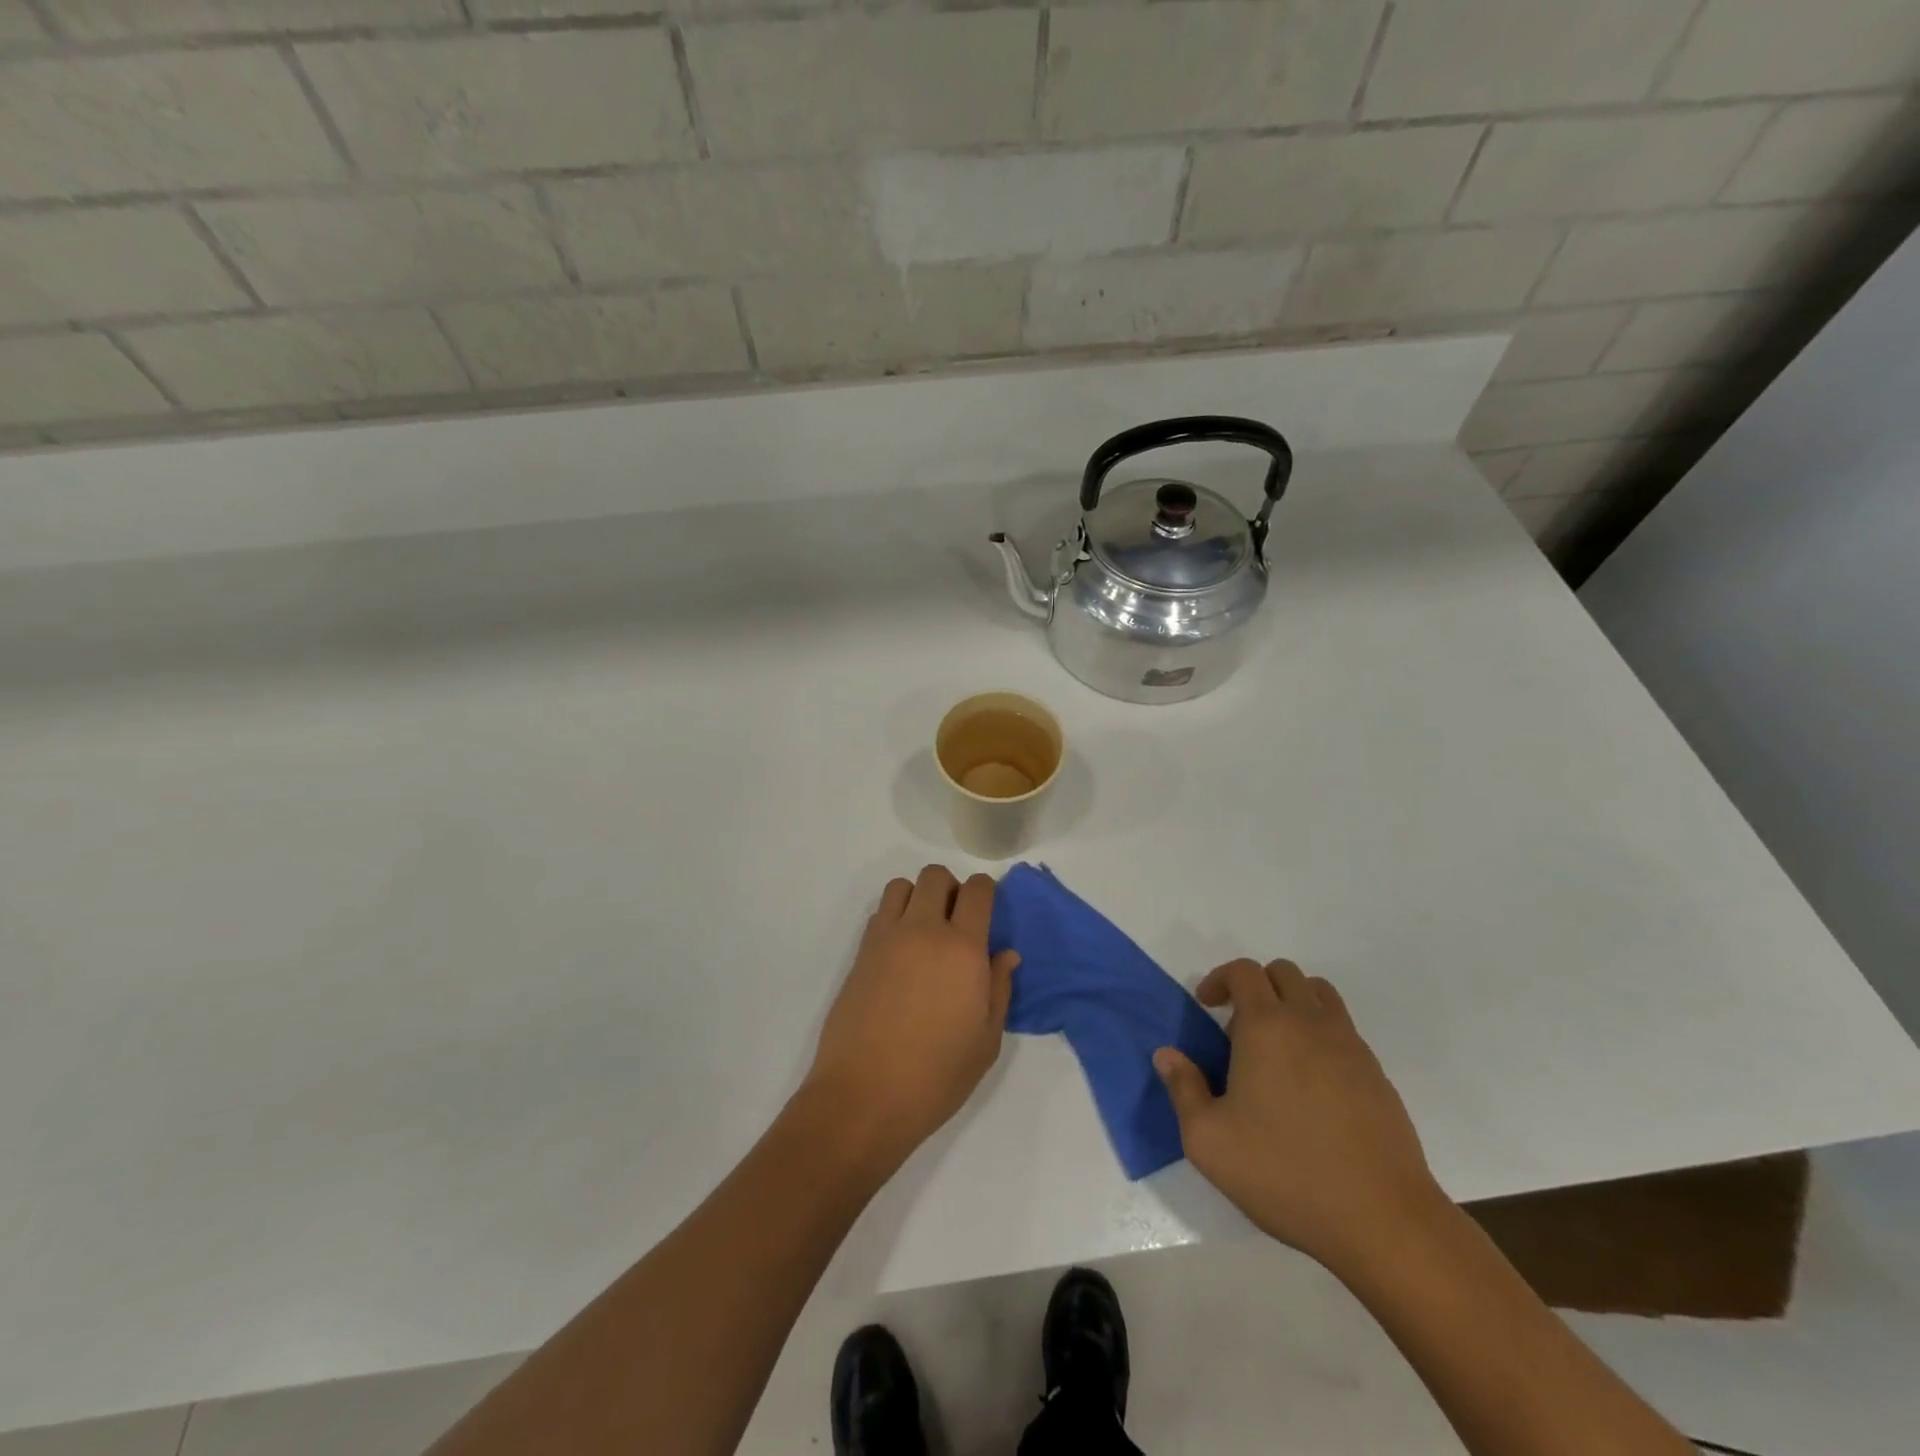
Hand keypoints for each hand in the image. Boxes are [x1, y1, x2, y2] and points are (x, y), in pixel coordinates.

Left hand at [803, 866, 1020, 1165]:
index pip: (977, 890)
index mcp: (962, 948)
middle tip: (958, 923)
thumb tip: (1006, 955)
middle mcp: (923, 931)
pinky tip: (901, 954)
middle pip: (936, 876)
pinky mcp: (860, 953)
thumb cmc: (936, 1076)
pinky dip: (894, 917)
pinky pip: (879, 913)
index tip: (989, 911)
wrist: (863, 1097)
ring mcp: (886, 938)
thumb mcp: (986, 1041)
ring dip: (918, 897)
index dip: (986, 891)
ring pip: (902, 886)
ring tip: (925, 932)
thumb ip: (999, 989)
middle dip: (952, 888)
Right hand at [1154, 959, 1444, 1273]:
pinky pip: (1343, 1029)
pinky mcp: (1377, 1074)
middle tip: (1238, 1028)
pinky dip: (1320, 1034)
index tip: (1206, 1006)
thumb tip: (1166, 1054)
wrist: (1383, 1220)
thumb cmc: (1285, 1174)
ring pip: (1319, 994)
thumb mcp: (1209, 1141)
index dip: (1219, 979)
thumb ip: (1183, 1089)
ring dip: (1292, 1003)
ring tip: (1276, 1047)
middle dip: (1255, 986)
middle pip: (1283, 973)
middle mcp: (1310, 1023)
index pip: (1244, 971)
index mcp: (1266, 1027)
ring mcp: (1350, 1046)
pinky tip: (1310, 1084)